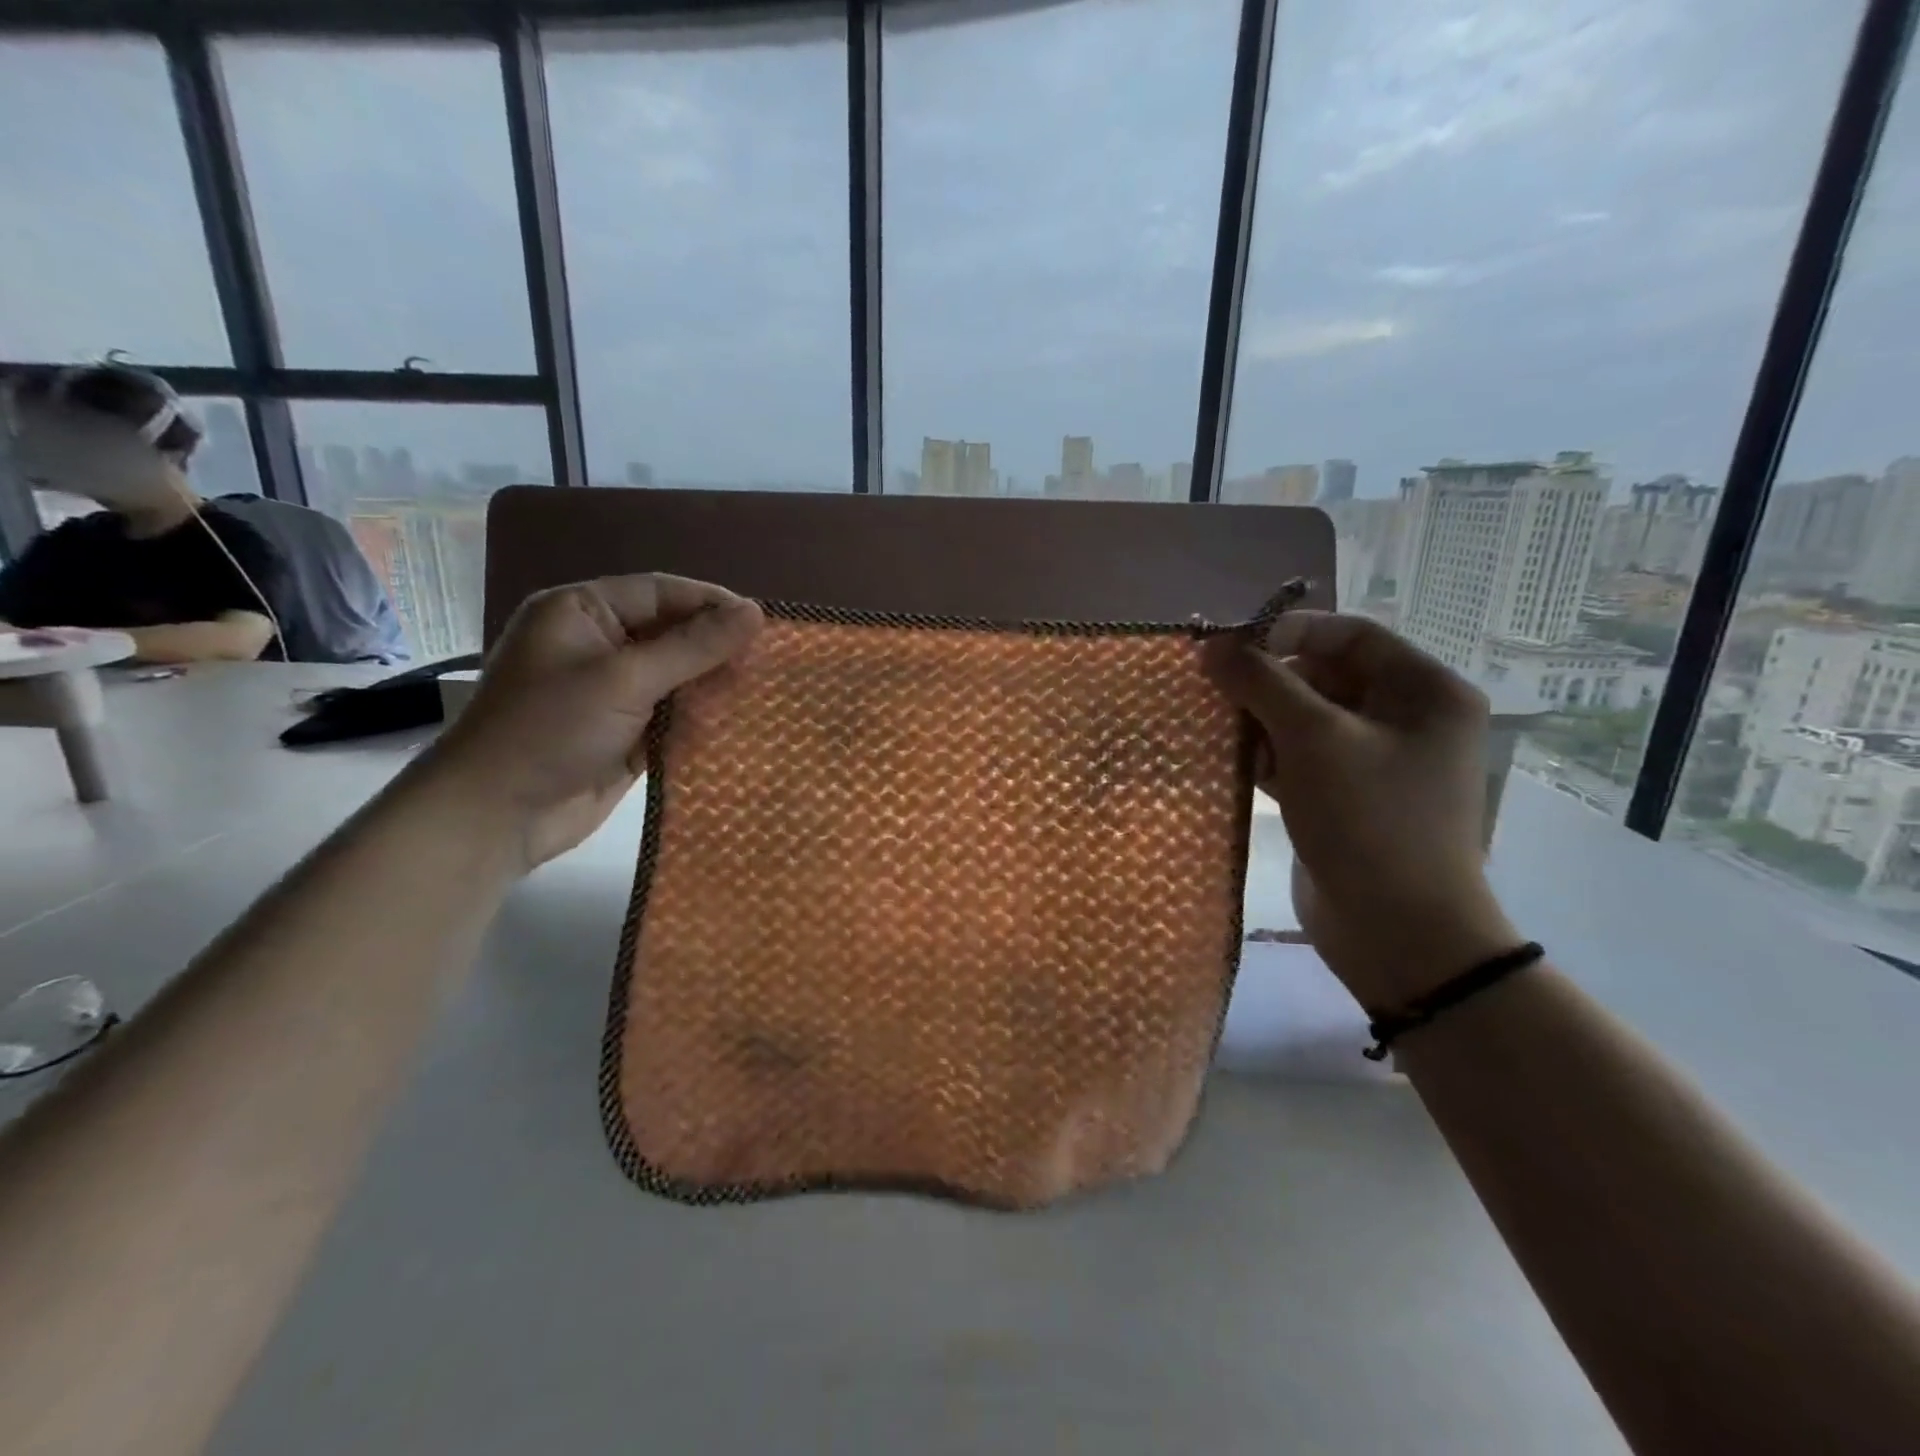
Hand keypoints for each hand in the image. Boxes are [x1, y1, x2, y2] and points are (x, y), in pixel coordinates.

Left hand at [416, 575, 762, 871]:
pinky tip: (741, 720)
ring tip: (767, 688)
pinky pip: (674, 715)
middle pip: (672, 632)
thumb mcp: (625, 678)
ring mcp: (612, 691)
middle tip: (772, 659)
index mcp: (583, 612)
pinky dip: (702, 718)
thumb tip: (755, 612)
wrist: (497, 815)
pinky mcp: (626, 732)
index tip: (764, 622)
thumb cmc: (552, 729)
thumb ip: (693, 646)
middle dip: (718, 645)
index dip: (712, 603)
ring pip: (677, 676)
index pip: (661, 592)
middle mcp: (598, 645)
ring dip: (715, 683)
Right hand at [1203, 611, 1518, 1008]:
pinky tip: (1228, 760)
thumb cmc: (1369, 822)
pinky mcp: (1346, 798)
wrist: (1398, 935)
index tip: (1229, 646)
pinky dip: (1266, 755)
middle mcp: (1406, 719)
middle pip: (1325, 676)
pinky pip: (1301, 758)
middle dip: (1266, 680)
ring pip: (1306, 719)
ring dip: (1259, 718)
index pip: (1350, 635)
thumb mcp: (1314, 740)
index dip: (1287, 632)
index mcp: (1424, 692)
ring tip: (1213, 722)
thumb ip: (1261, 683)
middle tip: (1213, 687)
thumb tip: (1209, 645)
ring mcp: (1375, 762)